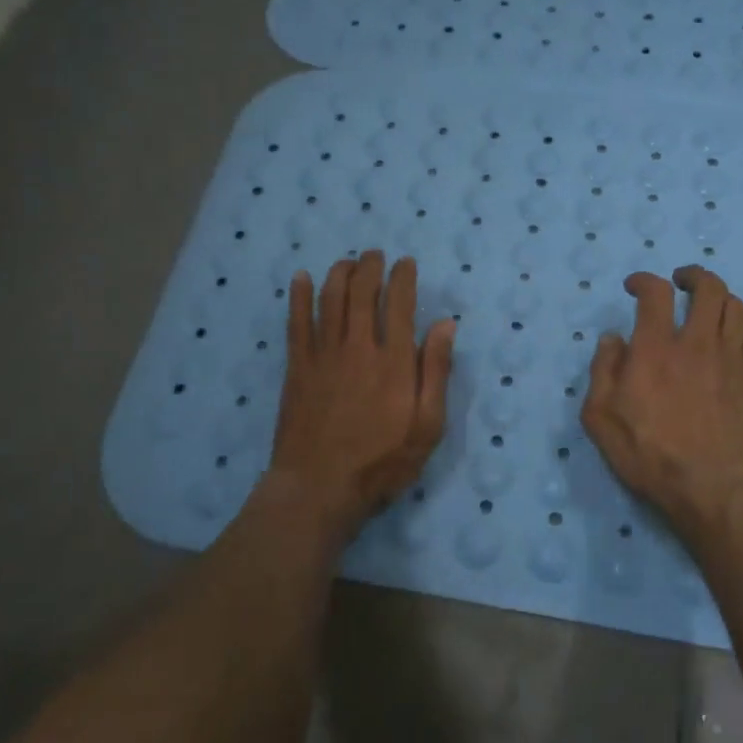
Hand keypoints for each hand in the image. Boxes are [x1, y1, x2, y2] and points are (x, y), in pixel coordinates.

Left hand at [267, 250, 455, 536]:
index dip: (403, 278)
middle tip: (375, 255)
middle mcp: (359, 347)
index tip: (405, 263)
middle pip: (363, 293)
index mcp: (395, 362)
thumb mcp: (427, 427)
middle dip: (370, 267)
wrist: (319, 488)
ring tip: (347, 262)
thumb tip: (446, 325)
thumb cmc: (382, 462)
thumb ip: (436, 373)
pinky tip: (300, 279)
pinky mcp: (297, 367)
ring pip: (329, 299)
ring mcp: (323, 355)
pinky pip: (296, 322)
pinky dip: (298, 296)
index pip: (400, 304)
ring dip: (339, 273)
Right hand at [581, 266, 742, 541]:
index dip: (643, 280)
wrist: (717, 488)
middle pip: (709, 287)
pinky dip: (737, 331)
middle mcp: (698, 343)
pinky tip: (727, 344)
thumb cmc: (651, 456)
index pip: (655, 293)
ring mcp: (733, 360)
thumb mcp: (601, 419)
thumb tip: (612, 339)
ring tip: (708, 306)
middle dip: (693, 276)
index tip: (634, 287)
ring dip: (720, 298)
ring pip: (737, 307)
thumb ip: (602, 371)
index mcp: (656, 348)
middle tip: (680, 282)